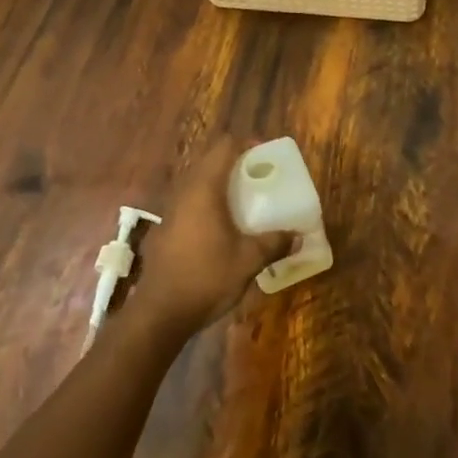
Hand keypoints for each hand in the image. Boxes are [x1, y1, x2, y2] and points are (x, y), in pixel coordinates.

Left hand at [124, 137, 293, 340]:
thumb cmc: (206, 277)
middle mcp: (185, 192)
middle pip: (210, 161)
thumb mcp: (248, 260)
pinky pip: (191, 202)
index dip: (246, 144)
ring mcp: (171, 211)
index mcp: (205, 189)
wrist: (159, 313)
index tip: (266, 154)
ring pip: (198, 182)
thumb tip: (298, 236)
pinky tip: (223, 226)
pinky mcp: (166, 229)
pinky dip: (209, 202)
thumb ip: (274, 243)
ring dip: (221, 183)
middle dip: (236, 163)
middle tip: (260, 176)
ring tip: (245, 199)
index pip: (224, 147)